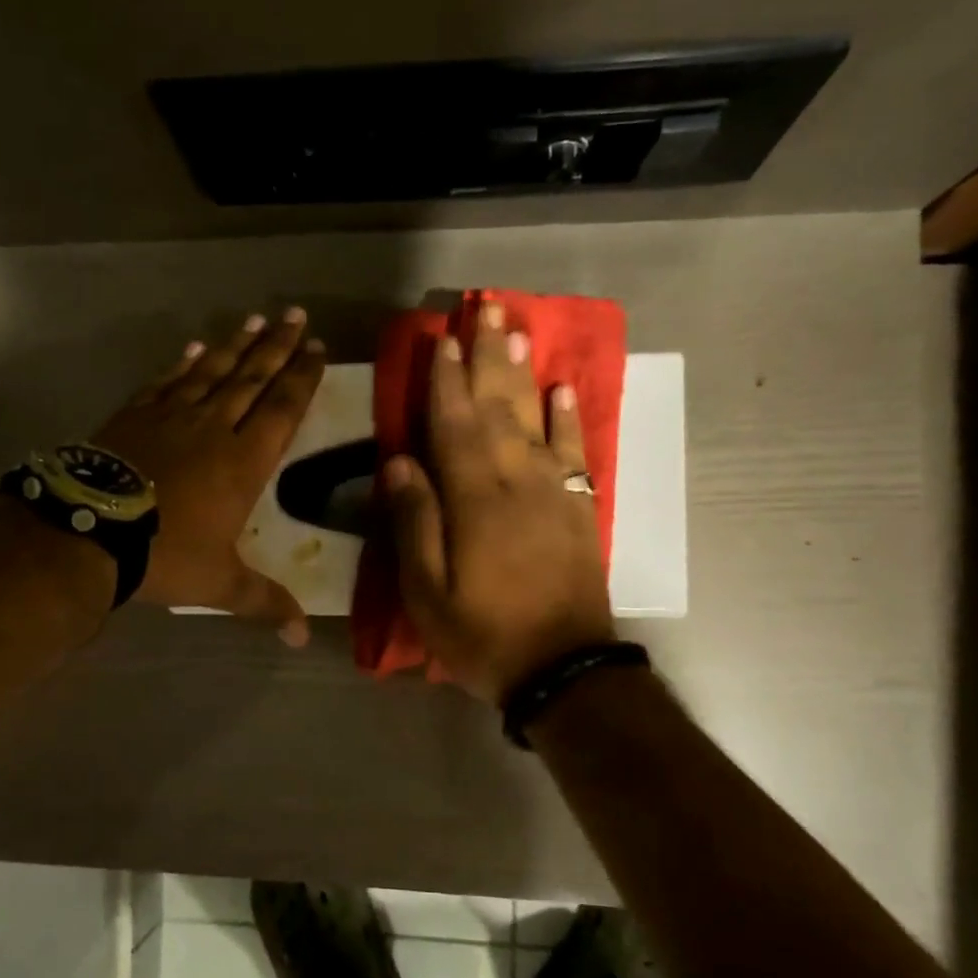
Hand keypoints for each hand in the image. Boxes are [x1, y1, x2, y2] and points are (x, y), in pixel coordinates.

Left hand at [93, 308, 325, 644]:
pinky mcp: (136, 415)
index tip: (317, 349)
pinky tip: (195, 347)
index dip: (302, 377)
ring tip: (255, 319)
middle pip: (253, 378)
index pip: (283, 408)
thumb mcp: (222, 584)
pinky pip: (167, 381)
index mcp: (244, 461)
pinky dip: (184, 363)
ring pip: (212, 371)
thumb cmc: (166, 555)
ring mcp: (172, 416)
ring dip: (236, 345)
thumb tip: (303, 638)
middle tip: (296, 315)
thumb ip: (265, 602)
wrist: (91, 531)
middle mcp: (214, 428)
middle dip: (278, 347)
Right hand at [382, 302, 616, 702]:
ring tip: (517, 329)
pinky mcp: (578, 509)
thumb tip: (398, 463)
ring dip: (524, 372)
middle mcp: (517, 482)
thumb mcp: (427, 592)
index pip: (455, 425)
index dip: (446, 380)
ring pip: (535, 418)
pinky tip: (562, 389)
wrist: (563, 670)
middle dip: (488, 356)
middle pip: (499, 407)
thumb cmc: (482, 635)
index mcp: (474, 500)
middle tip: (485, 308)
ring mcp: (554, 492)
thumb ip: (415, 523)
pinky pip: (575, 452)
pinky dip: (569, 418)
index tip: (442, 339)